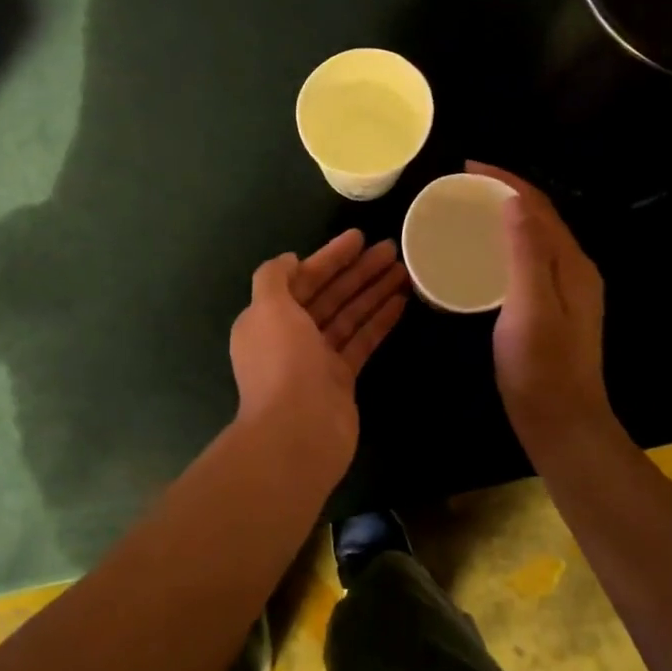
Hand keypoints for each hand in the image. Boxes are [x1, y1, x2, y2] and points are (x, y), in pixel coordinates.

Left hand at [229, 229, 408, 486]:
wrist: (298, 432)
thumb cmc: (282, 363)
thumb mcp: (267, 309)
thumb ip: (273, 278)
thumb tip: (289, 260)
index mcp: (267, 318)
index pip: (302, 279)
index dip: (329, 257)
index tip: (358, 238)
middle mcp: (290, 336)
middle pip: (328, 295)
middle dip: (357, 271)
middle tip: (390, 248)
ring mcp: (317, 359)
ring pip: (348, 316)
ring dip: (373, 292)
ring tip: (404, 269)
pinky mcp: (341, 379)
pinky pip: (361, 341)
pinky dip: (379, 320)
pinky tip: (401, 301)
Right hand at [467, 162, 611, 457]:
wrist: (562, 423)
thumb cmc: (541, 368)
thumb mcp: (529, 307)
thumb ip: (526, 253)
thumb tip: (514, 200)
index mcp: (572, 263)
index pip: (539, 206)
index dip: (505, 180)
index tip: (466, 168)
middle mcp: (574, 270)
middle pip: (540, 217)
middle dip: (504, 193)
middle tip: (462, 186)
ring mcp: (565, 291)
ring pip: (534, 238)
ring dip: (505, 217)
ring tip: (467, 211)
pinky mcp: (551, 309)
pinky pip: (528, 261)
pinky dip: (504, 245)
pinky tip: (481, 256)